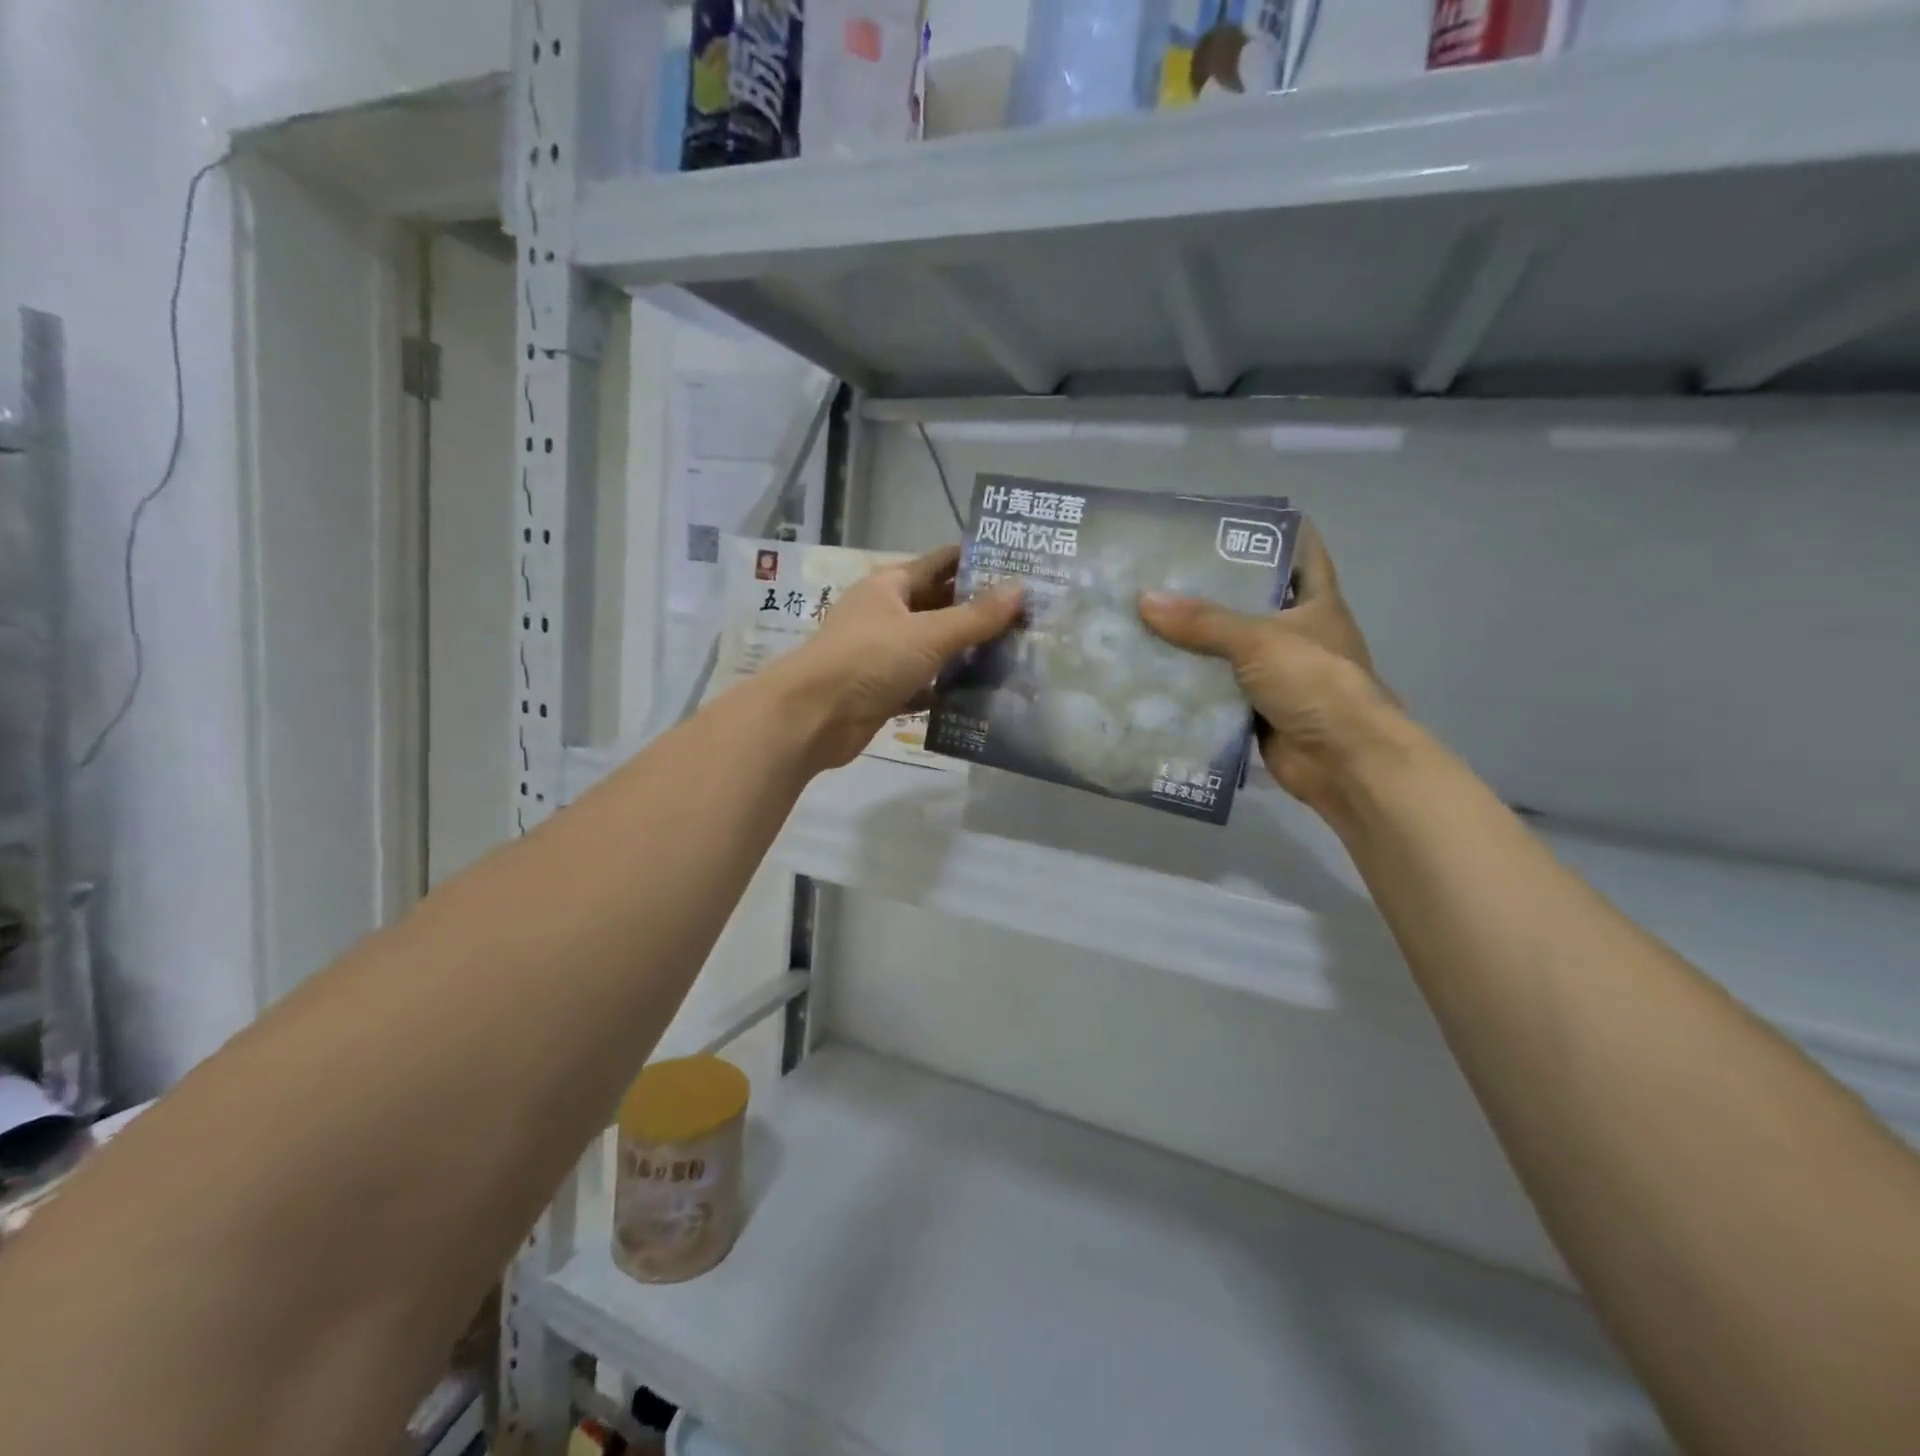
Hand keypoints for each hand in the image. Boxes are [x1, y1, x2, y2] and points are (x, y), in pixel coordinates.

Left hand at [769, 545, 1022, 772]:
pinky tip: (985, 693)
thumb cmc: (869, 660)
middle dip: (980, 611)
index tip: (1021, 566)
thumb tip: (1022, 589)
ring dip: (968, 653)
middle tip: (1031, 616)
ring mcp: (884, 653)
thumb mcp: (928, 634)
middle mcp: (887, 614)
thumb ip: (976, 616)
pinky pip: (925, 683)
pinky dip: (949, 687)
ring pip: (935, 648)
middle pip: (941, 606)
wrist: (813, 717)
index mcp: (891, 585)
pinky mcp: (885, 690)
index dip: (978, 562)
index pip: (941, 563)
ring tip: (1018, 654)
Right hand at [1138, 521, 1407, 812]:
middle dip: (1210, 591)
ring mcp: (1277, 675)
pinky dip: (1190, 686)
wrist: (1343, 761)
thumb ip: (1203, 622)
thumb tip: (1144, 600)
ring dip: (1193, 643)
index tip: (1222, 524)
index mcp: (1315, 603)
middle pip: (1251, 603)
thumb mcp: (1259, 641)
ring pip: (1228, 650)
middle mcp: (1297, 634)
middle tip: (1160, 575)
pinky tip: (1152, 674)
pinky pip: (1217, 691)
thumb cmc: (1315, 684)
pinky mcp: (1257, 710)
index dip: (1269, 533)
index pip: (1300, 552)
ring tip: (1143, 621)